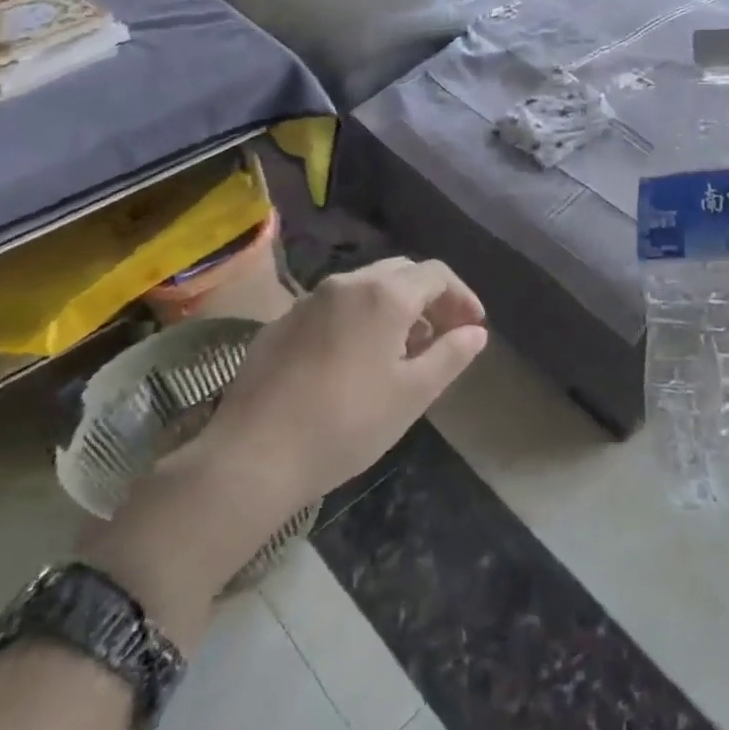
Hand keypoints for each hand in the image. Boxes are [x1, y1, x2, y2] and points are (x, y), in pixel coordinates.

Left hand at [84, 257, 486, 637]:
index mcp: (384, 295)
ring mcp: (308, 301)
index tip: (474, 327)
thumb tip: (476, 333)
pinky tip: (356, 360)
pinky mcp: (280, 323)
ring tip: (403, 350)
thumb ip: (451, 355)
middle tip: (442, 335)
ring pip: (365, 287)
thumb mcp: (412, 394)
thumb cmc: (346, 424)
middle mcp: (346, 284)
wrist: (252, 456)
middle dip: (429, 298)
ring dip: (394, 307)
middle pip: (401, 273)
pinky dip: (359, 318)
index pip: (437, 274)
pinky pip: (334, 306)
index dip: (462, 297)